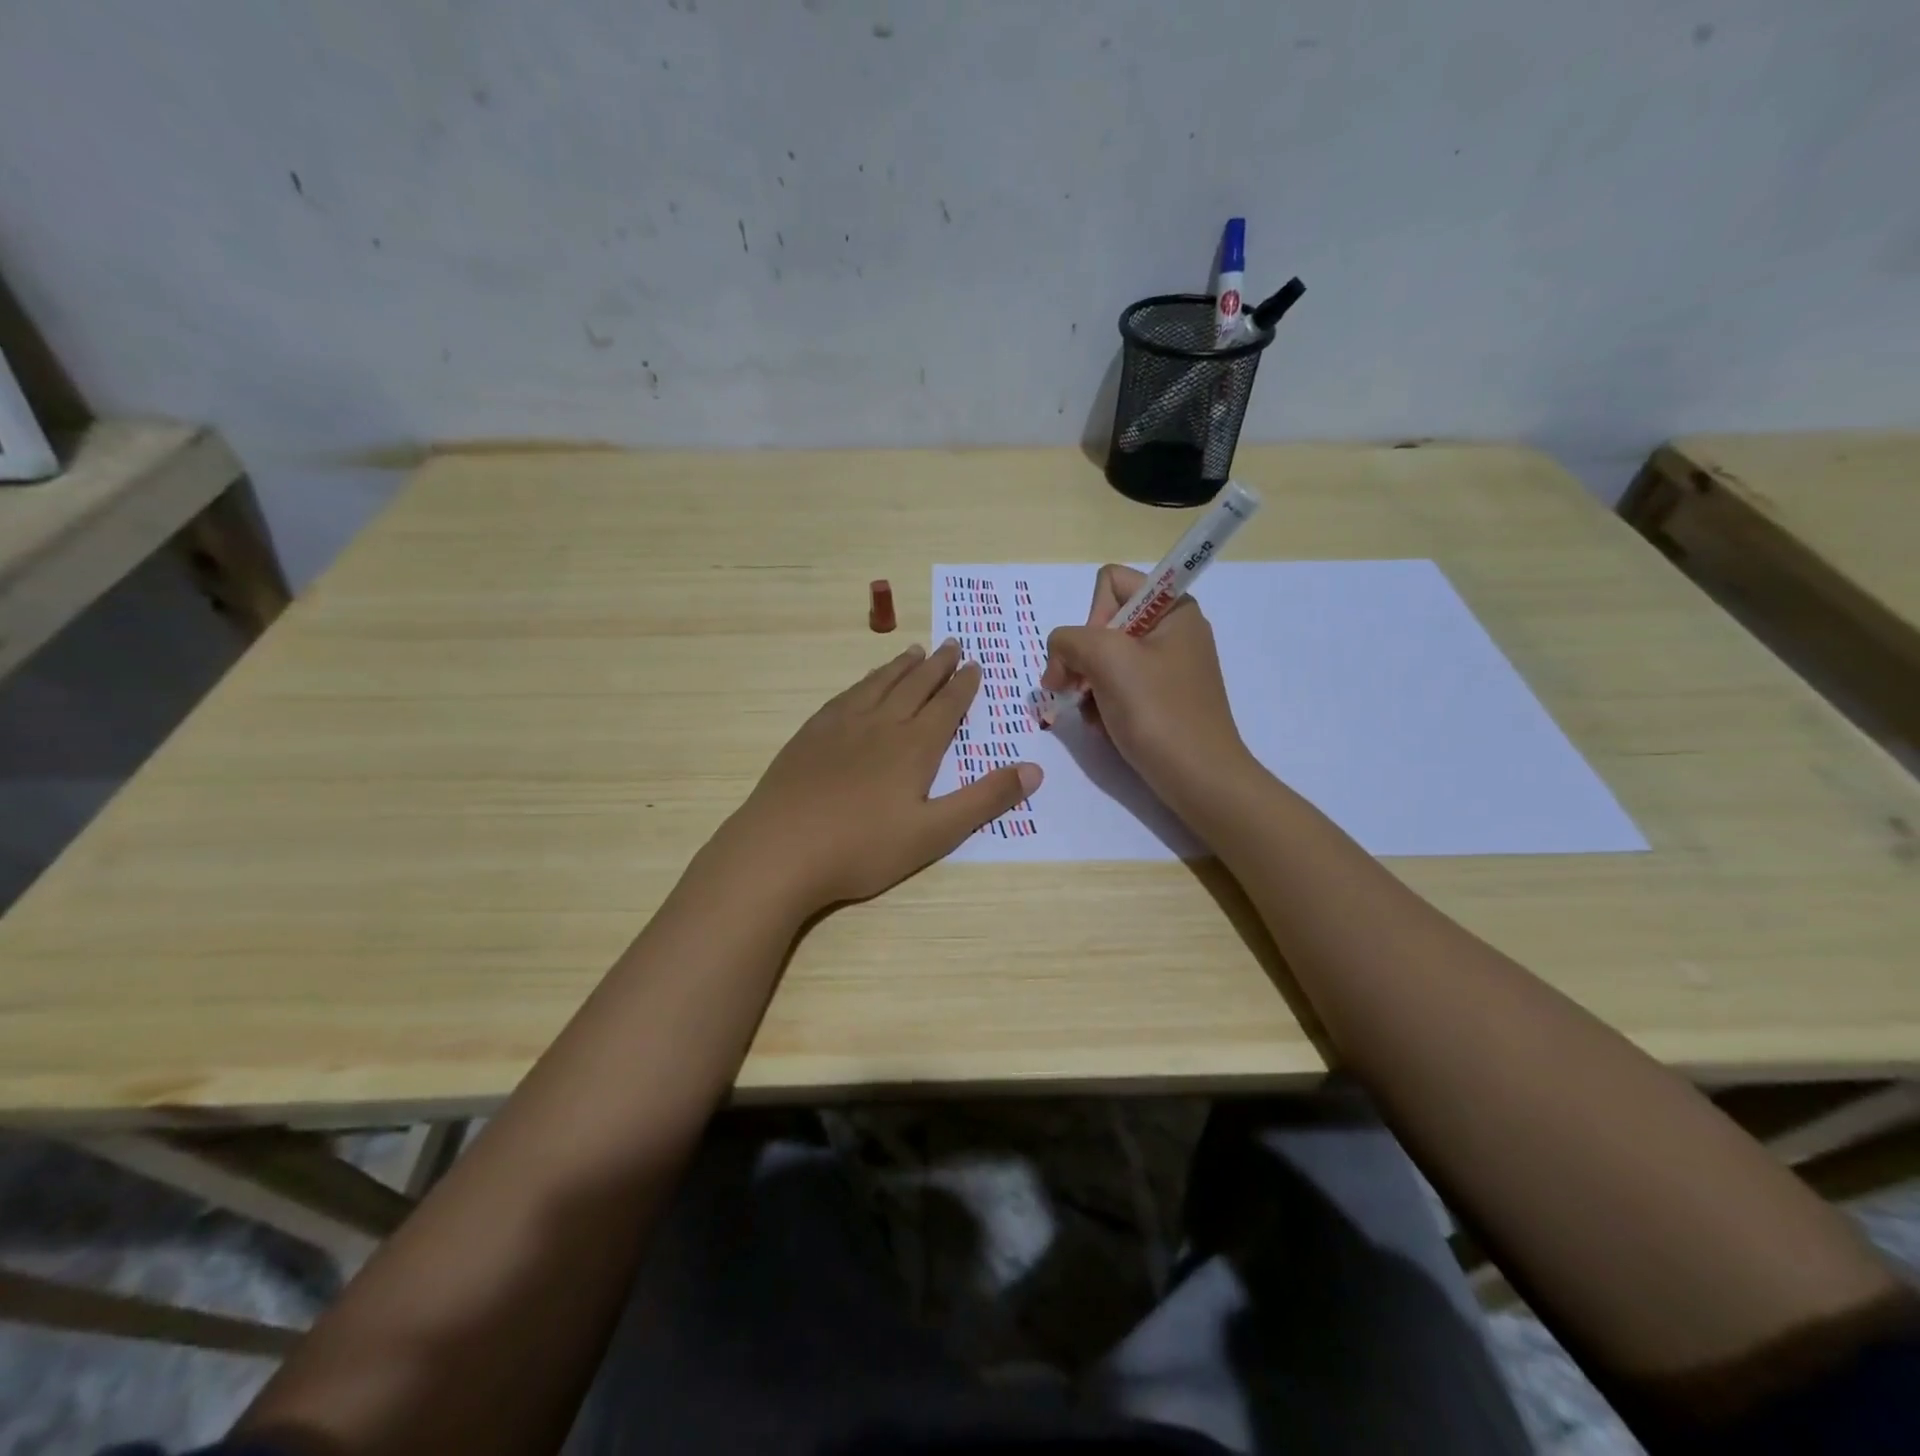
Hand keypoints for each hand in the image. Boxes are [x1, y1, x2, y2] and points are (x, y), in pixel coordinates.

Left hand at [720, 641, 1041, 911]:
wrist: (781, 849)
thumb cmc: (863, 848)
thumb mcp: (935, 833)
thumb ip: (984, 799)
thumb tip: (1035, 769)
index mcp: (914, 746)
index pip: (946, 705)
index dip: (963, 685)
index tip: (974, 664)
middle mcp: (881, 724)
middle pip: (915, 685)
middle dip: (938, 665)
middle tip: (953, 643)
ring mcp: (841, 726)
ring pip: (879, 684)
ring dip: (901, 666)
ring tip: (915, 651)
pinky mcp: (810, 735)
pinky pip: (846, 696)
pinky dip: (864, 682)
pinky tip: (863, 684)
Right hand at [1040, 564, 1251, 800]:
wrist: (1199, 779)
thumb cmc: (1158, 712)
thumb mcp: (1106, 659)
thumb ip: (1069, 640)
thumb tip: (1058, 659)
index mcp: (1173, 608)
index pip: (1110, 583)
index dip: (1092, 616)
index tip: (1095, 656)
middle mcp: (1172, 631)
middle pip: (1103, 625)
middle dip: (1083, 660)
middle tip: (1075, 691)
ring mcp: (1168, 668)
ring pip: (1104, 661)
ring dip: (1089, 689)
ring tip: (1095, 717)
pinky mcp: (1161, 700)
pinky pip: (1117, 689)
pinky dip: (1103, 707)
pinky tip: (1106, 729)